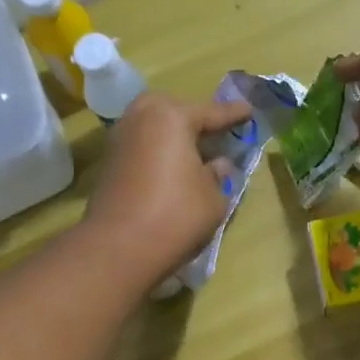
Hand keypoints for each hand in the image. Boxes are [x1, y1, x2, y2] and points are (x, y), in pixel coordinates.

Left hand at [84, 92, 251, 288]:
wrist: (119, 248)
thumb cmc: (176, 215)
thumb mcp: (213, 198)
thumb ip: (219, 175)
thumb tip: (217, 165)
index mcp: (171, 117)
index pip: (211, 112)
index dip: (233, 115)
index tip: (249, 111)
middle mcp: (141, 119)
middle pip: (173, 111)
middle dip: (194, 119)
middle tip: (215, 133)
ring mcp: (120, 141)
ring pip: (154, 129)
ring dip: (174, 138)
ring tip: (196, 154)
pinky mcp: (110, 165)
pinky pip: (143, 148)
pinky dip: (159, 153)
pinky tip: (174, 171)